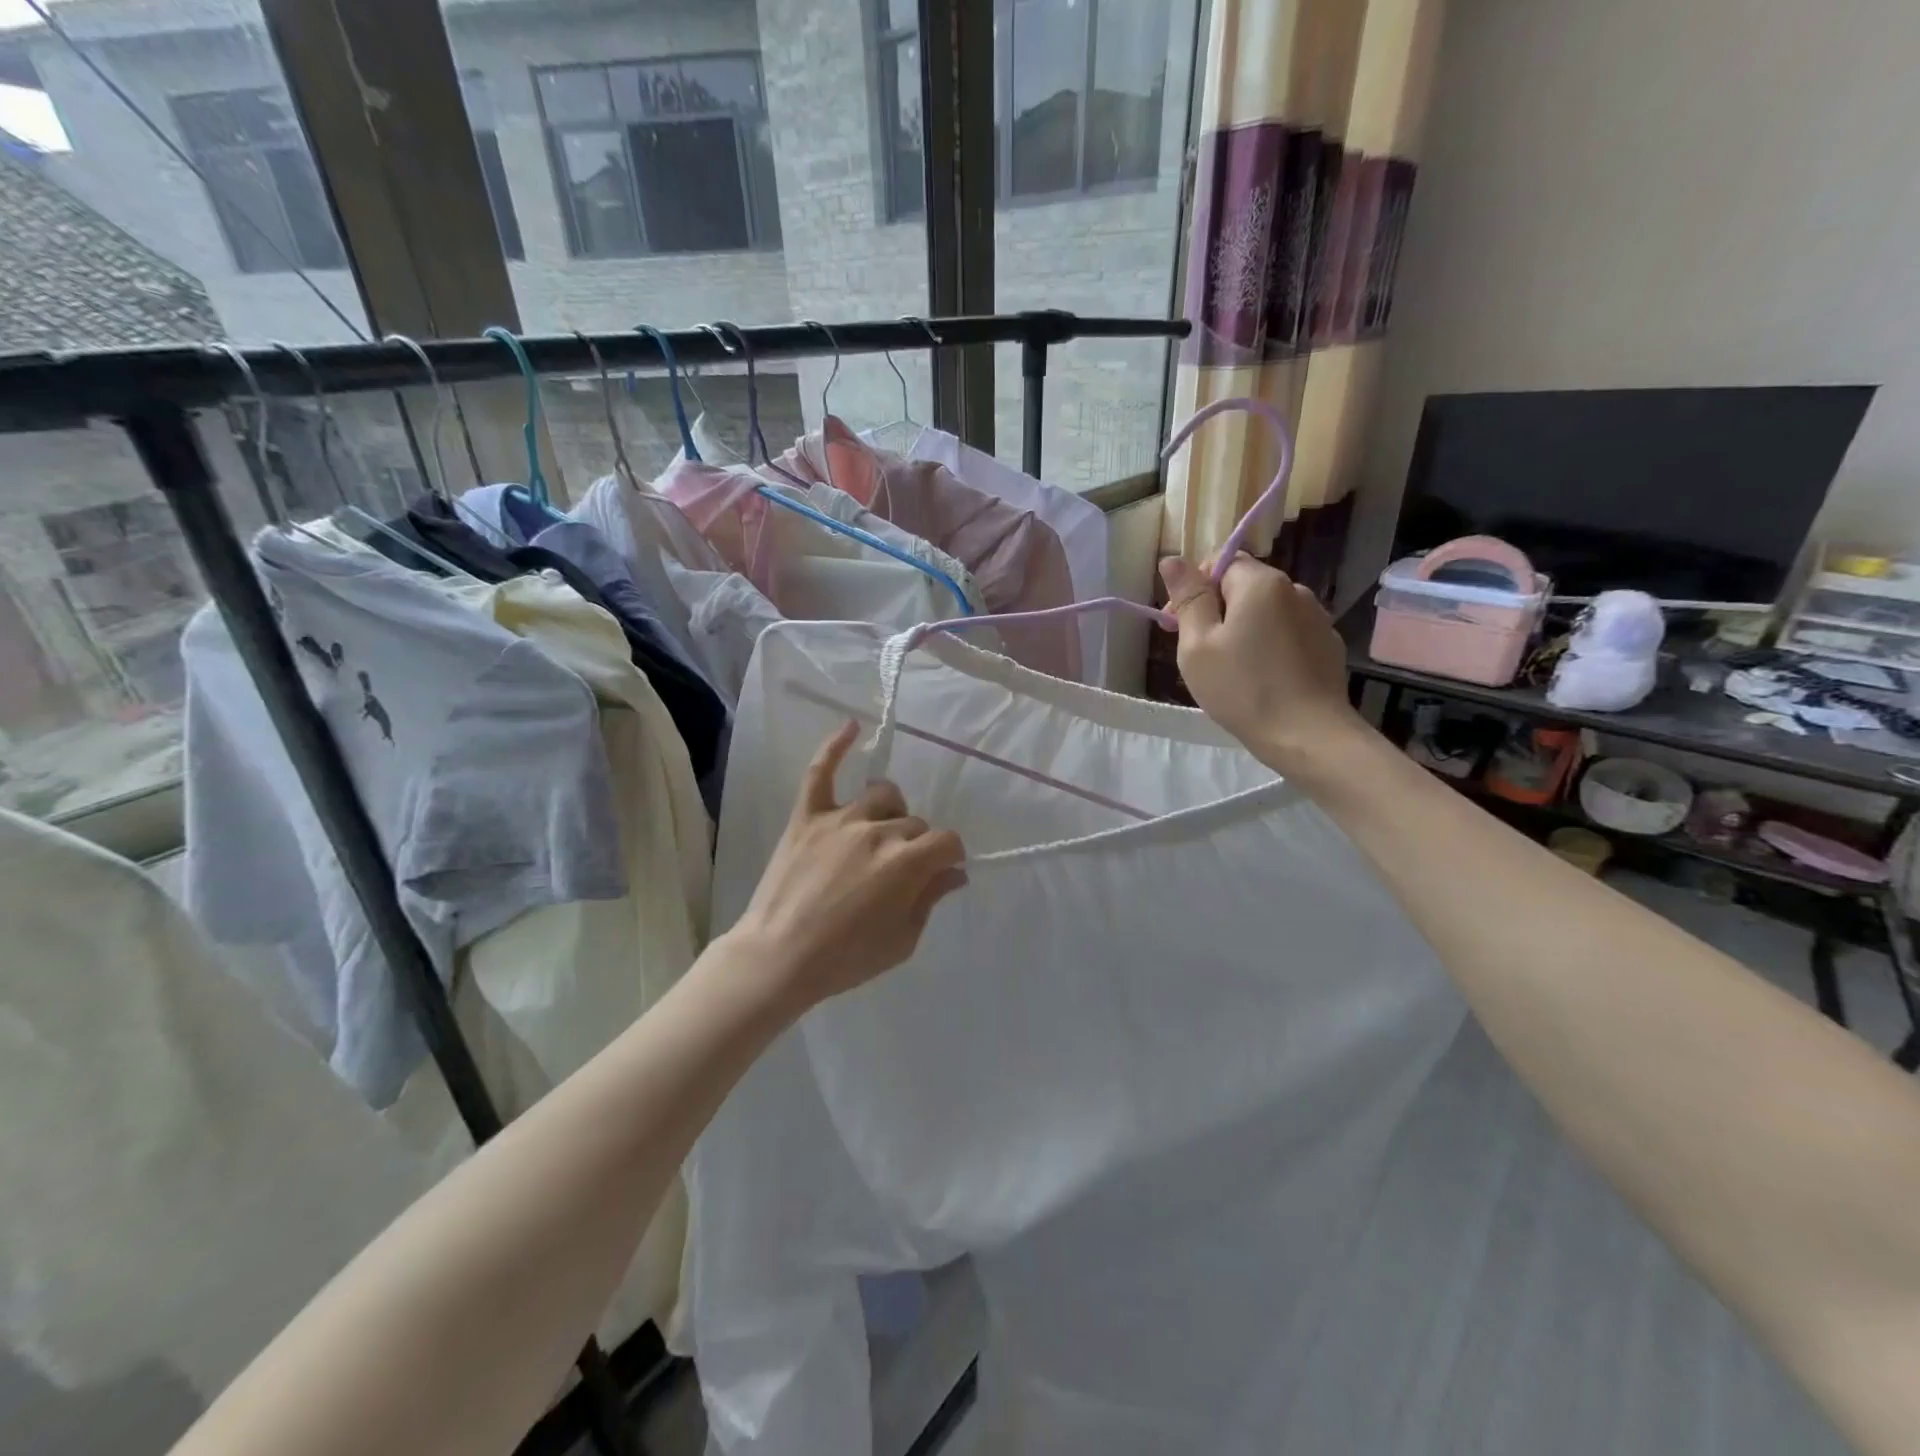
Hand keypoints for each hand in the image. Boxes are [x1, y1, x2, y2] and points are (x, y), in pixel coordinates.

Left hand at [728, 721, 966, 1014]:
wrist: (778, 957)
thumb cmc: (846, 958)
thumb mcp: (902, 940)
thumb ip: (930, 899)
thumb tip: (954, 872)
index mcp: (907, 863)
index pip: (947, 842)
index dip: (949, 856)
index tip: (942, 870)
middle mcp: (878, 831)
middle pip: (914, 822)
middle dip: (917, 845)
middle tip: (900, 872)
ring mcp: (841, 819)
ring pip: (882, 794)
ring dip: (890, 811)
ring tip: (881, 831)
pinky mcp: (807, 816)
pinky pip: (821, 771)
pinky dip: (835, 746)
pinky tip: (851, 726)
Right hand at [1160, 553, 1367, 772]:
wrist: (1308, 736)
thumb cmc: (1242, 689)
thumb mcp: (1198, 645)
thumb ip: (1188, 598)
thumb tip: (1173, 559)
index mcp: (1261, 583)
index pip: (1220, 563)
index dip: (1193, 589)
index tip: (1178, 625)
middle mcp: (1295, 589)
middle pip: (1244, 586)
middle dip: (1217, 609)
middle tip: (1199, 652)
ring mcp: (1316, 617)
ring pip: (1267, 611)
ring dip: (1244, 628)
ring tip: (1231, 668)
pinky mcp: (1327, 645)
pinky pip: (1288, 633)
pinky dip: (1269, 645)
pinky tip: (1262, 677)